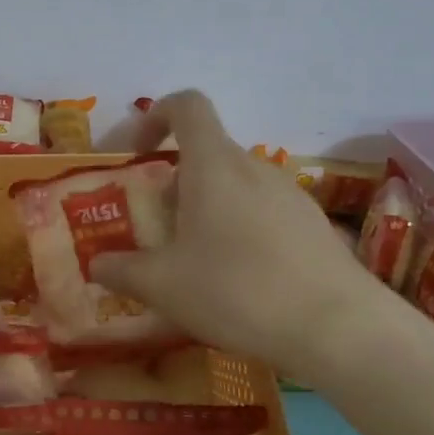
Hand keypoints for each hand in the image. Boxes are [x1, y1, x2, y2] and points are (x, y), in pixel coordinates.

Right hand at [89, 90, 391, 379]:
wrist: (338, 329)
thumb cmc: (237, 290)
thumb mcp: (162, 285)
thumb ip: (120, 269)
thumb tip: (96, 263)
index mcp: (214, 165)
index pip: (187, 105)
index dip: (155, 116)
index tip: (137, 154)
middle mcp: (254, 168)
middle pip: (207, 152)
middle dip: (174, 182)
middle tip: (157, 228)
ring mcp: (290, 194)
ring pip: (235, 184)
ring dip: (206, 208)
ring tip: (194, 260)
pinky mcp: (313, 224)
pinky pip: (263, 211)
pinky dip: (239, 229)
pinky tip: (238, 279)